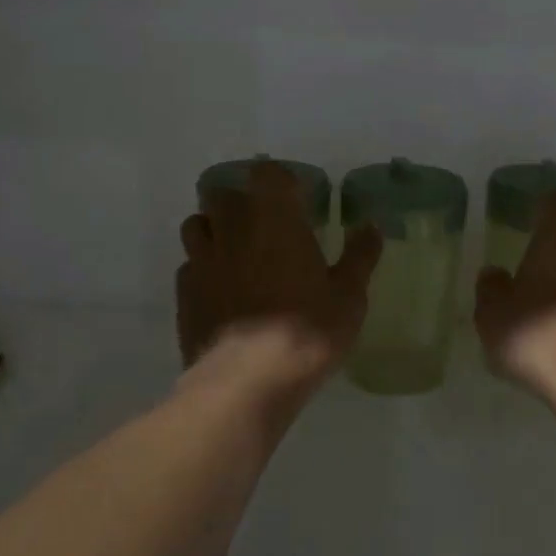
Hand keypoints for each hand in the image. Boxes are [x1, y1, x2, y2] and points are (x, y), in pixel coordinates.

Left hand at [177, 162, 381, 385]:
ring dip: (214, 229)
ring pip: (196, 225)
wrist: (246, 382)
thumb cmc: (307, 331)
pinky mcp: (184, 294)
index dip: (281, 181)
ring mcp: (202, 260)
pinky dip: (203, 268)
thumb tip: (371, 226)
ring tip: (235, 251)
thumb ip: (359, 256)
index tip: (297, 198)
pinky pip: (189, 265)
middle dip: (241, 202)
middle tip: (264, 225)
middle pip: (223, 194)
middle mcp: (233, 229)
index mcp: (275, 220)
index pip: (268, 174)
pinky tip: (221, 290)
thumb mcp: (349, 296)